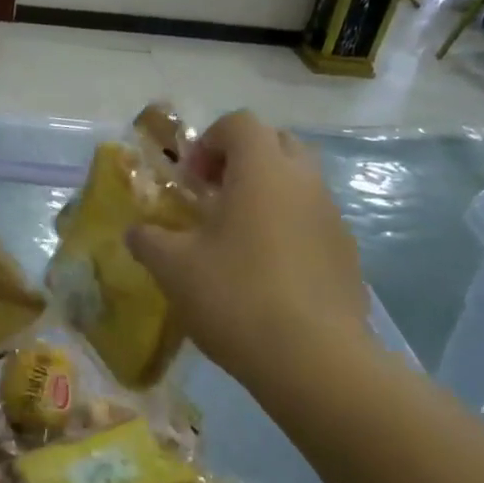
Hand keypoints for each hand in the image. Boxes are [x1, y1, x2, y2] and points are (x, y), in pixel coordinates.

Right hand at [126, 113, 372, 384]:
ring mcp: (332, 217)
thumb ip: (149, 240)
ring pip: (298, 183)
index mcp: (262, 172)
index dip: (208, 141)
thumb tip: (136, 233)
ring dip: (265, 194)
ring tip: (235, 238)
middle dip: (242, 160)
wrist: (314, 359)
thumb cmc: (236, 297)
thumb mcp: (173, 268)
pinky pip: (312, 220)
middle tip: (213, 197)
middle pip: (277, 143)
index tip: (190, 180)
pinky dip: (286, 227)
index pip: (240, 123)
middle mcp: (304, 182)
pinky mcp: (346, 253)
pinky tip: (265, 273)